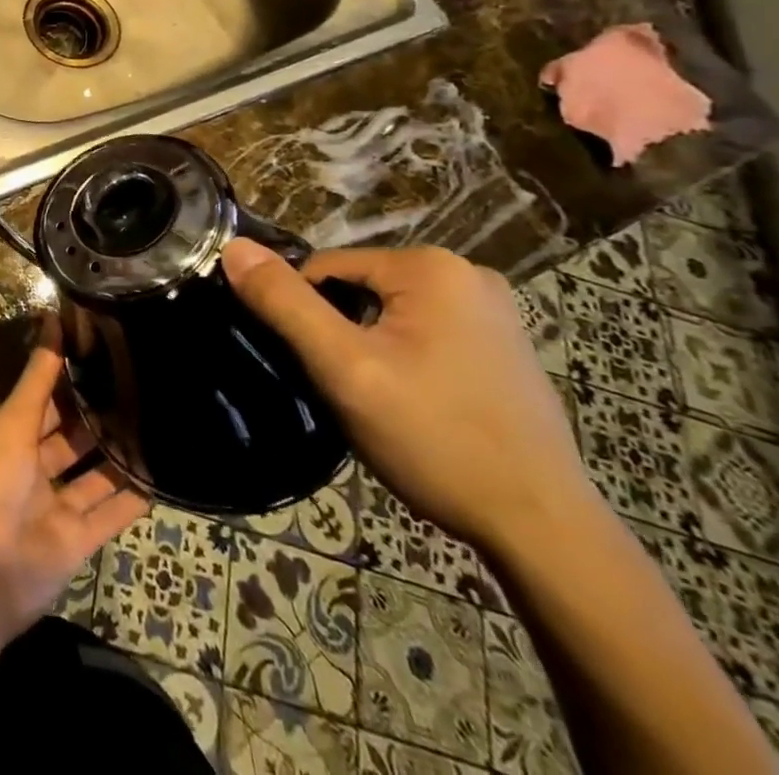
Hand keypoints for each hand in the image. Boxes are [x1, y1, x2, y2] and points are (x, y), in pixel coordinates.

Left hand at [0, 325, 150, 642]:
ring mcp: (57, 505)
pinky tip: (162, 475)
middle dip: (101, 414)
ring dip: (121, 454)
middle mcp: (35, 466)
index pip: (46, 398)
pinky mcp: (78, 541)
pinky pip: (110, 514)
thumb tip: (52, 317)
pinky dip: (133, 498)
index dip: (70, 375)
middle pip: (73, 435)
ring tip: (159, 423)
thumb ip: (38, 377)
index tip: (106, 349)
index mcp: (13, 435)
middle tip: (144, 384)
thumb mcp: (14, 422)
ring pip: (95, 474)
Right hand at [220, 239, 592, 556]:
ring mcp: (495, 311)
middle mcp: (468, 273)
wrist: (544, 530)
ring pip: (390, 314)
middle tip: (350, 390)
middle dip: (341, 333)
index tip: (315, 368)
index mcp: (430, 266)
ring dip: (370, 348)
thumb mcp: (343, 368)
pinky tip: (417, 406)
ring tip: (380, 402)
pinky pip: (426, 333)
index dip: (306, 316)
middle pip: (360, 289)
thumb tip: (233, 247)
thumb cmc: (436, 438)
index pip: (325, 269)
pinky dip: (406, 359)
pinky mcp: (506, 346)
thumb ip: (284, 303)